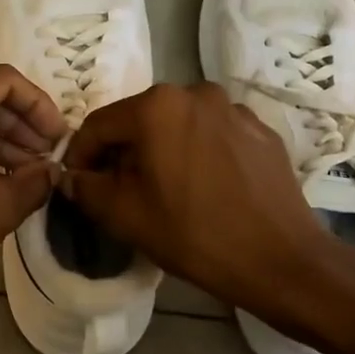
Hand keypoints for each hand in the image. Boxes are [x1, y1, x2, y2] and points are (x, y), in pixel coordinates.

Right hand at [62, 84, 341, 320]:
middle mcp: (195, 93)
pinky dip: (199, 153)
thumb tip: (72, 176)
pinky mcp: (260, 129)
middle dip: (124, 152)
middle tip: (120, 190)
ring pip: (178, 125)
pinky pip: (213, 134)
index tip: (78, 183)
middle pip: (140, 120)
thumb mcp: (125, 216)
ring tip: (166, 189)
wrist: (282, 260)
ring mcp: (233, 108)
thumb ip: (87, 188)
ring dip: (163, 150)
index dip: (81, 155)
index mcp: (157, 106)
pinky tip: (206, 187)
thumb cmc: (195, 234)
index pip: (100, 124)